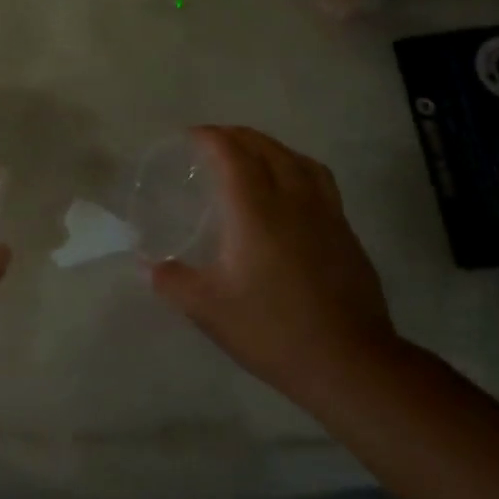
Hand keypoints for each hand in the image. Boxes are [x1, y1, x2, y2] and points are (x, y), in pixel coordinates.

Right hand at [151, 126, 398, 401]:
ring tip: (254, 156)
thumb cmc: (272, 330)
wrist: (349, 362)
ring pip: (300, 161)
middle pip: (268, 149)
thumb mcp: (208, 310)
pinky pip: (320, 182)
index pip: (232, 155)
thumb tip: (149, 267)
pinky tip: (290, 194)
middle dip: (239, 136)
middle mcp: (293, 201)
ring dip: (272, 148)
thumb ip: (172, 282)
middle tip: (215, 141)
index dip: (211, 138)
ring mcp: (326, 215)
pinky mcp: (346, 234)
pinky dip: (298, 170)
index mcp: (256, 211)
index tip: (191, 137)